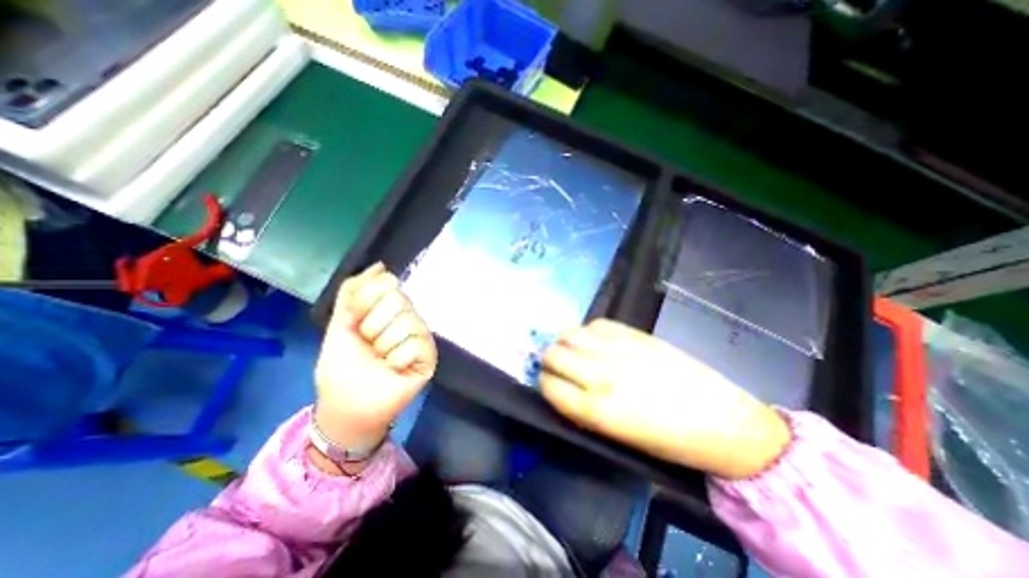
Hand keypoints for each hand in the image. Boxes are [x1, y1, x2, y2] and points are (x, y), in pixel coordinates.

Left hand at [318, 261, 437, 455]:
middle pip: (398, 299)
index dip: (366, 299)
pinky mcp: (429, 356)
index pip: (388, 282)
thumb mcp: (340, 324)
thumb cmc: (342, 367)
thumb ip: (353, 292)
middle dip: (372, 325)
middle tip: (368, 343)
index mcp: (388, 308)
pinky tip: (395, 368)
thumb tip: (379, 265)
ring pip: (407, 321)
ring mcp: (421, 336)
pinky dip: (397, 359)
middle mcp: (409, 316)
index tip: (354, 319)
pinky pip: (415, 344)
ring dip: (383, 344)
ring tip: (381, 359)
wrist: (348, 406)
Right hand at [542, 321, 789, 478]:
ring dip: (565, 341)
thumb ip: (583, 409)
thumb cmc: (667, 440)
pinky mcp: (635, 334)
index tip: (548, 382)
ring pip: (570, 333)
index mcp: (596, 409)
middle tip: (557, 364)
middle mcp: (600, 375)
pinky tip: (596, 340)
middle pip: (553, 354)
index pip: (549, 385)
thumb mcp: (617, 436)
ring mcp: (618, 349)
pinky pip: (597, 323)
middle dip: (549, 360)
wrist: (722, 421)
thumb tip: (562, 386)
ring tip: (573, 348)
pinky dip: (589, 331)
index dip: (544, 383)